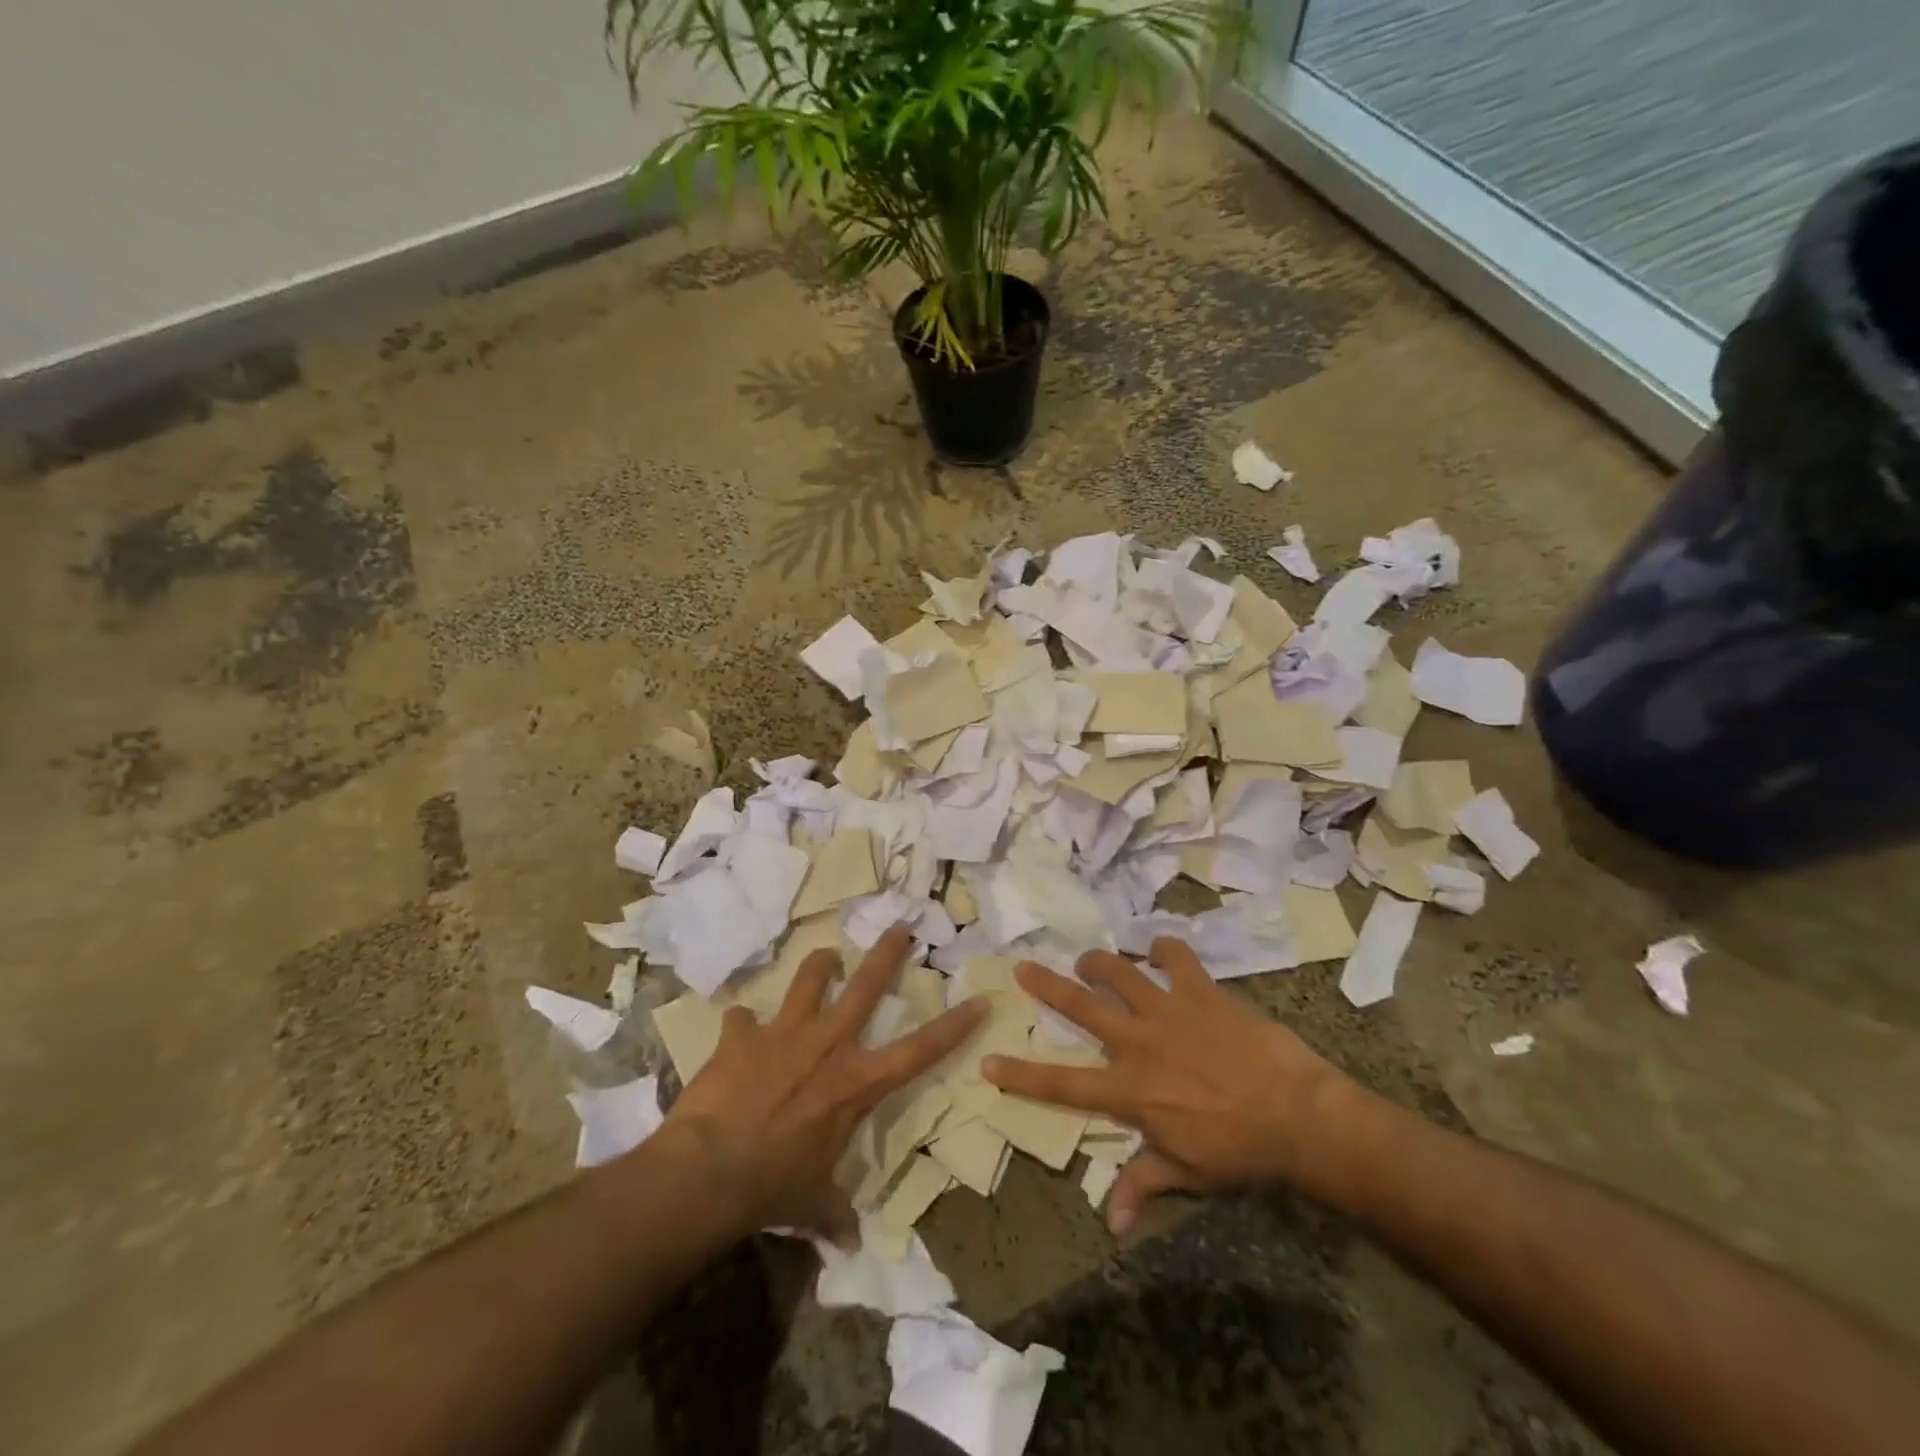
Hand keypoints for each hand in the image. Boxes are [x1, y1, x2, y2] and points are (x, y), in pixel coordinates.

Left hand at [661, 925, 985, 1243]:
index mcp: (856, 1083)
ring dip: (819, 965)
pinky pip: (741, 1019)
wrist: (710, 1171)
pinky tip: (737, 1032)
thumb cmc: (773, 1188)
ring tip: (825, 958)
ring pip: (809, 979)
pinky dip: (741, 1025)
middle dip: (887, 952)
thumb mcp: (813, 1203)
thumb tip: (850, 1245)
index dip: (954, 1026)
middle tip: (901, 925)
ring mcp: (784, 1033)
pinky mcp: (742, 1036)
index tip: (978, 999)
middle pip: (866, 985)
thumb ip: (835, 1214)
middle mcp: (827, 1045)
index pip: (919, 1051)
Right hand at [983, 938, 1353, 1234]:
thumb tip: (1108, 1224)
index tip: (987, 1062)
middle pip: (1081, 1006)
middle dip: (1046, 985)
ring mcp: (1168, 1010)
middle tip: (1023, 967)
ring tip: (1089, 961)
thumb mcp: (1186, 1172)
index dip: (1021, 1075)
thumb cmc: (1239, 1150)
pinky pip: (1176, 956)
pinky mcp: (1200, 991)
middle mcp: (1138, 1042)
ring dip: (1099, 962)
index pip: (1063, 1084)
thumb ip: (1141, 1185)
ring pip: (1120, 971)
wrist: (1297, 1114)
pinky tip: (1159, 948)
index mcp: (1130, 1090)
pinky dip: (1164, 948)